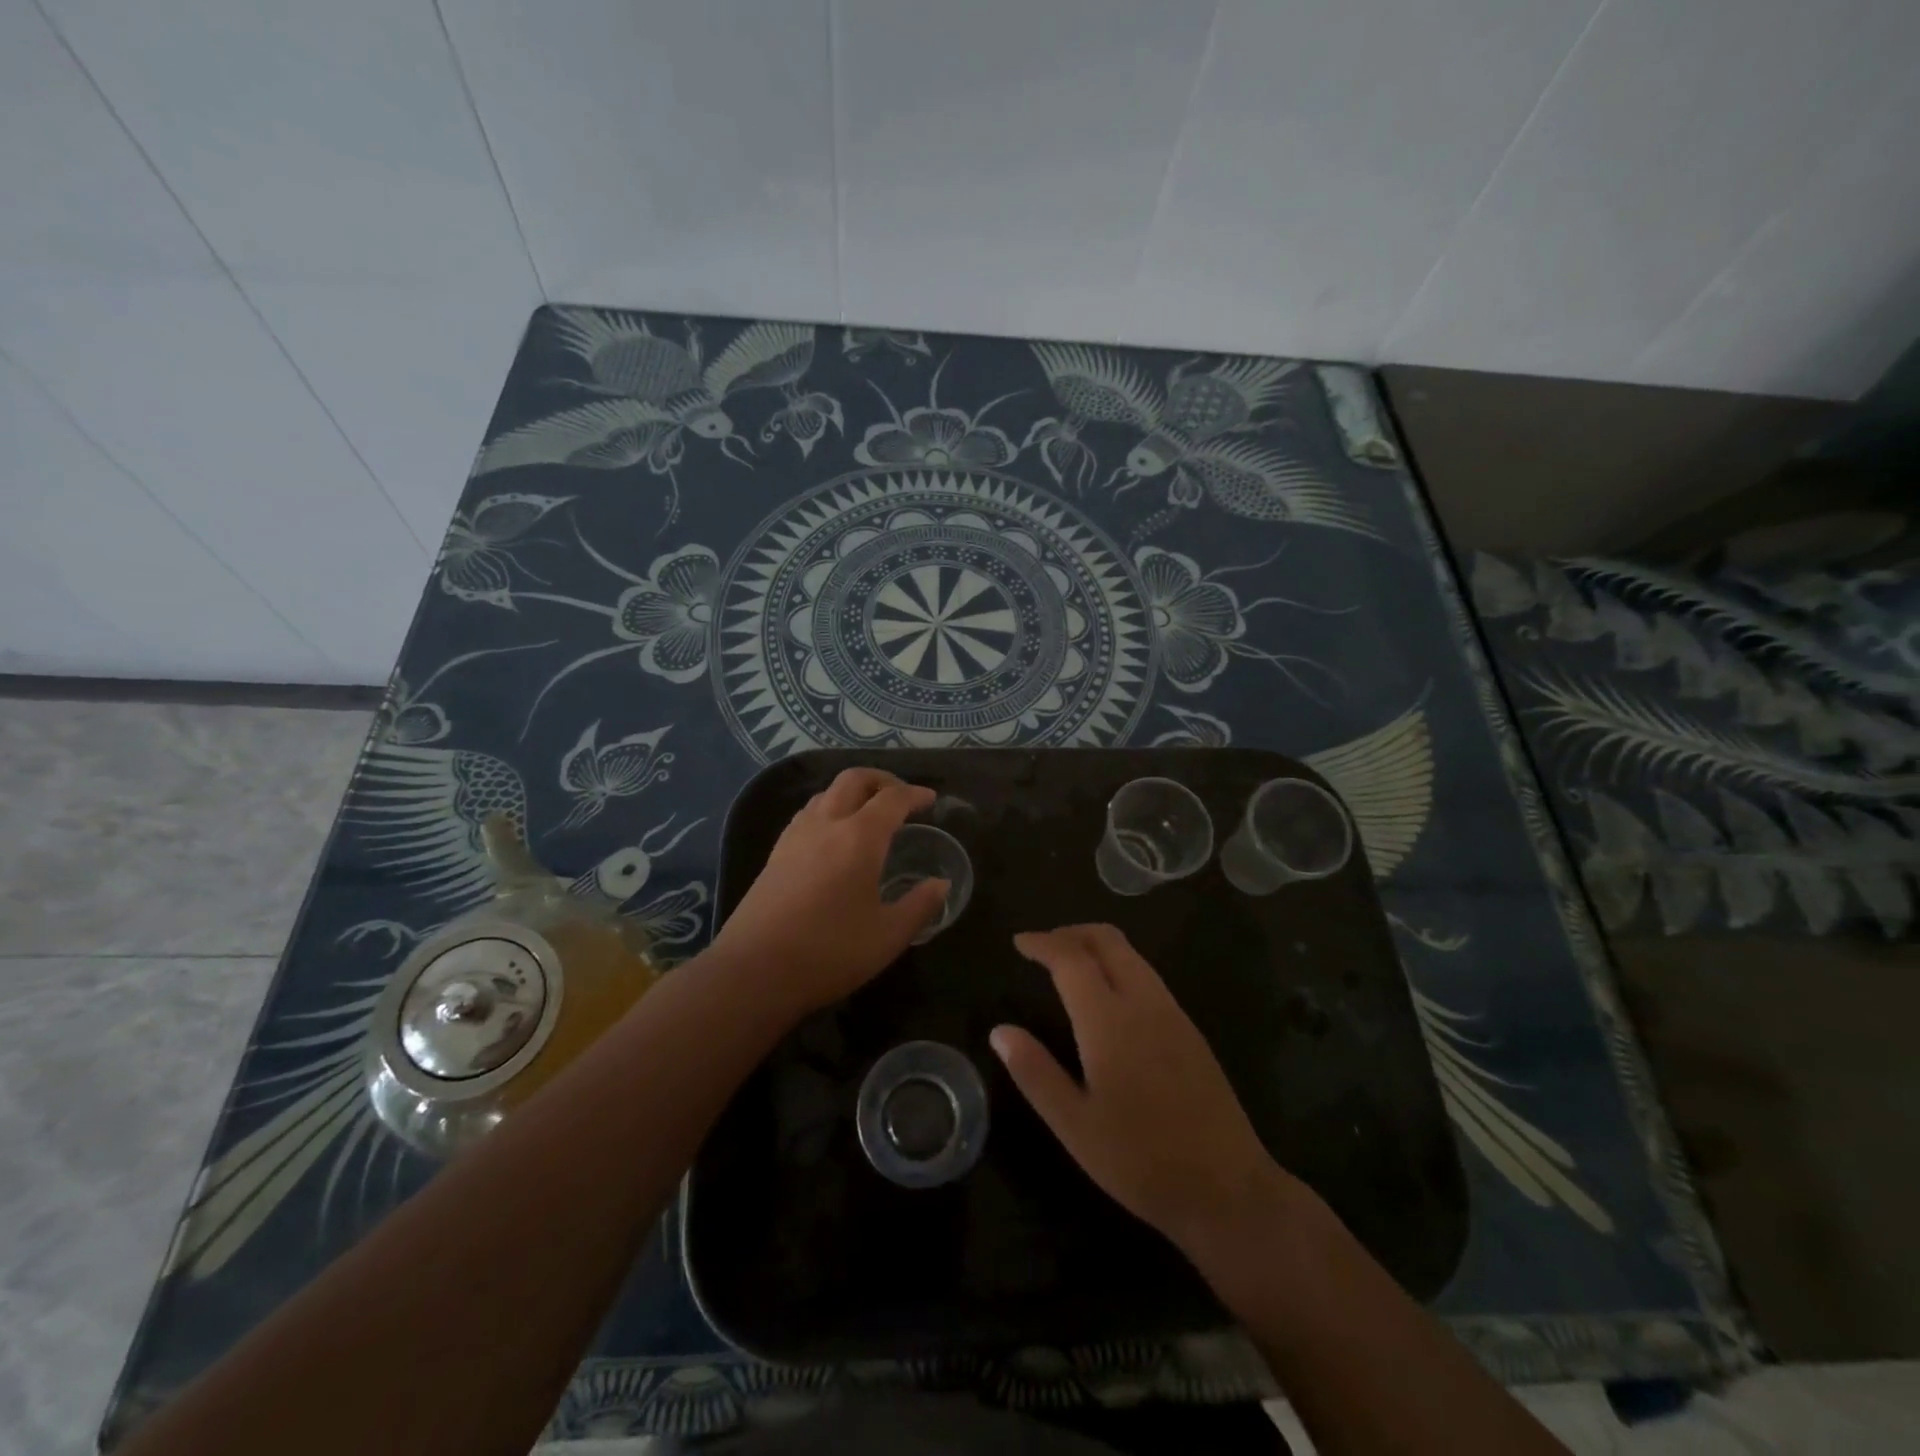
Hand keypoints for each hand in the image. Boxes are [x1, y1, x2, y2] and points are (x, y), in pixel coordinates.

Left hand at [712, 768, 948, 1015]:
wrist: (753, 971)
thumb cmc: (829, 952)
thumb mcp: (888, 936)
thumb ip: (919, 906)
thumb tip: (940, 885)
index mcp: (859, 837)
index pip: (892, 799)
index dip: (915, 794)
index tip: (931, 800)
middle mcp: (826, 824)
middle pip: (854, 779)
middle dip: (882, 780)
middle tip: (901, 797)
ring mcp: (795, 836)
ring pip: (826, 793)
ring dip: (852, 792)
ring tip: (869, 814)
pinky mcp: (775, 854)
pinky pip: (808, 813)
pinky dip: (829, 809)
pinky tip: (833, 837)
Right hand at [991, 924, 1304, 1263]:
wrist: (1227, 1189)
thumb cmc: (1140, 1160)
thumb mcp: (1074, 1125)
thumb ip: (1035, 1072)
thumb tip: (1000, 1031)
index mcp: (1110, 1020)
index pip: (1072, 958)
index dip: (1043, 943)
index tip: (1019, 942)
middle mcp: (1144, 1003)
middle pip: (1108, 941)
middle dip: (1071, 933)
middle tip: (1042, 947)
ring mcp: (1173, 1014)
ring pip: (1132, 955)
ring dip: (1096, 947)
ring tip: (1068, 966)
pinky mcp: (1190, 1030)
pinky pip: (1148, 976)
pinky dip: (1119, 966)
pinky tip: (1106, 996)